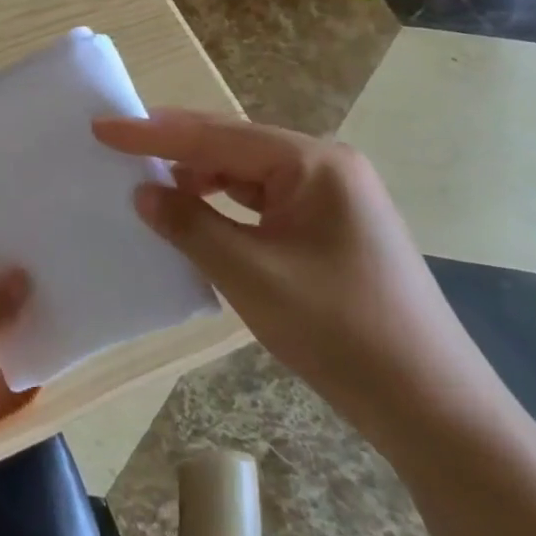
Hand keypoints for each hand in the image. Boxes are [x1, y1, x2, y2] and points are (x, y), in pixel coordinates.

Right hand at [94, 110, 501, 450]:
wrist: (435, 408)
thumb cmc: (341, 332)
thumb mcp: (251, 276)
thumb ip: (190, 225)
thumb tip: (143, 191)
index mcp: (312, 163)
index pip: (215, 136)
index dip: (152, 132)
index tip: (101, 128)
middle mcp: (324, 166)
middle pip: (232, 144)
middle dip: (173, 145)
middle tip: (117, 145)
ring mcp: (332, 196)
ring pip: (246, 172)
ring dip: (198, 175)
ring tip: (148, 181)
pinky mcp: (330, 227)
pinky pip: (263, 200)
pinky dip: (223, 203)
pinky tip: (196, 215)